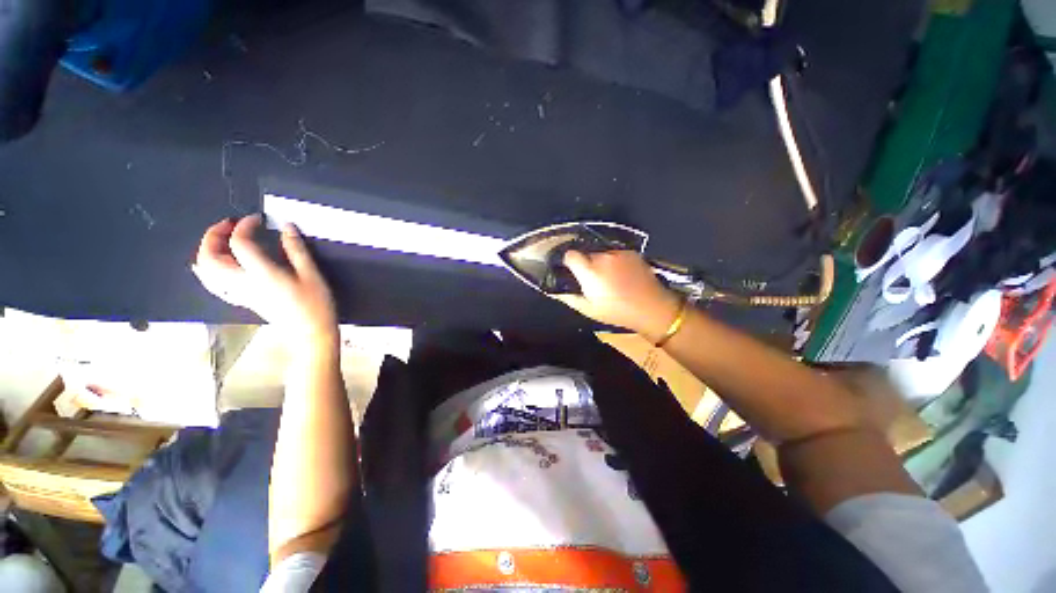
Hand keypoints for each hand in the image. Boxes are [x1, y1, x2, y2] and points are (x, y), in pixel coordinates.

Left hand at [192, 215, 336, 344]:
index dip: (245, 226)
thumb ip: (296, 249)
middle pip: (210, 256)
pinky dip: (206, 270)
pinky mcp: (242, 299)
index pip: (239, 243)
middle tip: (230, 224)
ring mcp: (239, 293)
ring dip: (206, 250)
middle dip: (214, 235)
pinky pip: (213, 283)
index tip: (257, 219)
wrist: (310, 331)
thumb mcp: (311, 274)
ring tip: (220, 239)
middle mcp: (242, 283)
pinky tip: (211, 265)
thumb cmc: (315, 303)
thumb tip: (287, 227)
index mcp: (261, 274)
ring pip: (206, 271)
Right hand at [554, 250, 681, 341]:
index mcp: (590, 271)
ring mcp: (618, 253)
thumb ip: (569, 298)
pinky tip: (622, 275)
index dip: (568, 262)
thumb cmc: (617, 312)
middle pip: (586, 254)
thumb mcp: (589, 310)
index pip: (570, 255)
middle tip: (591, 280)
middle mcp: (603, 257)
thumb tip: (554, 291)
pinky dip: (614, 261)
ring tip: (609, 278)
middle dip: (585, 264)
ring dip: (600, 262)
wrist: (653, 308)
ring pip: (601, 253)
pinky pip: (615, 254)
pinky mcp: (631, 253)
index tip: (570, 271)